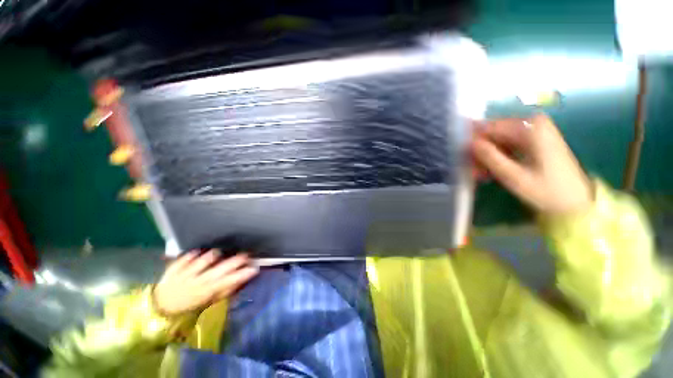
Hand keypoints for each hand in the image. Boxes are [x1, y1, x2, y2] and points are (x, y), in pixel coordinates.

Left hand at [152, 250, 257, 316]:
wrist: (158, 307)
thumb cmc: (186, 307)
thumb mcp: (206, 304)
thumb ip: (222, 292)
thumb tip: (238, 282)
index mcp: (207, 292)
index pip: (228, 282)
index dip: (242, 275)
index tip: (254, 268)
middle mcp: (198, 282)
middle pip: (219, 270)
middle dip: (234, 262)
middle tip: (246, 255)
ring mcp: (185, 274)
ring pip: (202, 262)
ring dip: (213, 256)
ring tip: (220, 253)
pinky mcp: (174, 268)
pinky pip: (184, 259)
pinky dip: (192, 255)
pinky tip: (198, 252)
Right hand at [471, 114, 593, 215]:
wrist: (574, 202)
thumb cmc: (546, 190)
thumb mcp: (513, 176)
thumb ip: (490, 157)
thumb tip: (469, 143)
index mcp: (531, 127)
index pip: (489, 127)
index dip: (473, 142)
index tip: (463, 158)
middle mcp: (532, 124)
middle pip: (493, 134)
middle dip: (479, 152)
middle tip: (472, 170)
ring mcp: (533, 132)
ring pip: (497, 140)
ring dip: (486, 157)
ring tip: (480, 174)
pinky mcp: (533, 141)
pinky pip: (506, 145)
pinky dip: (496, 158)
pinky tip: (490, 171)